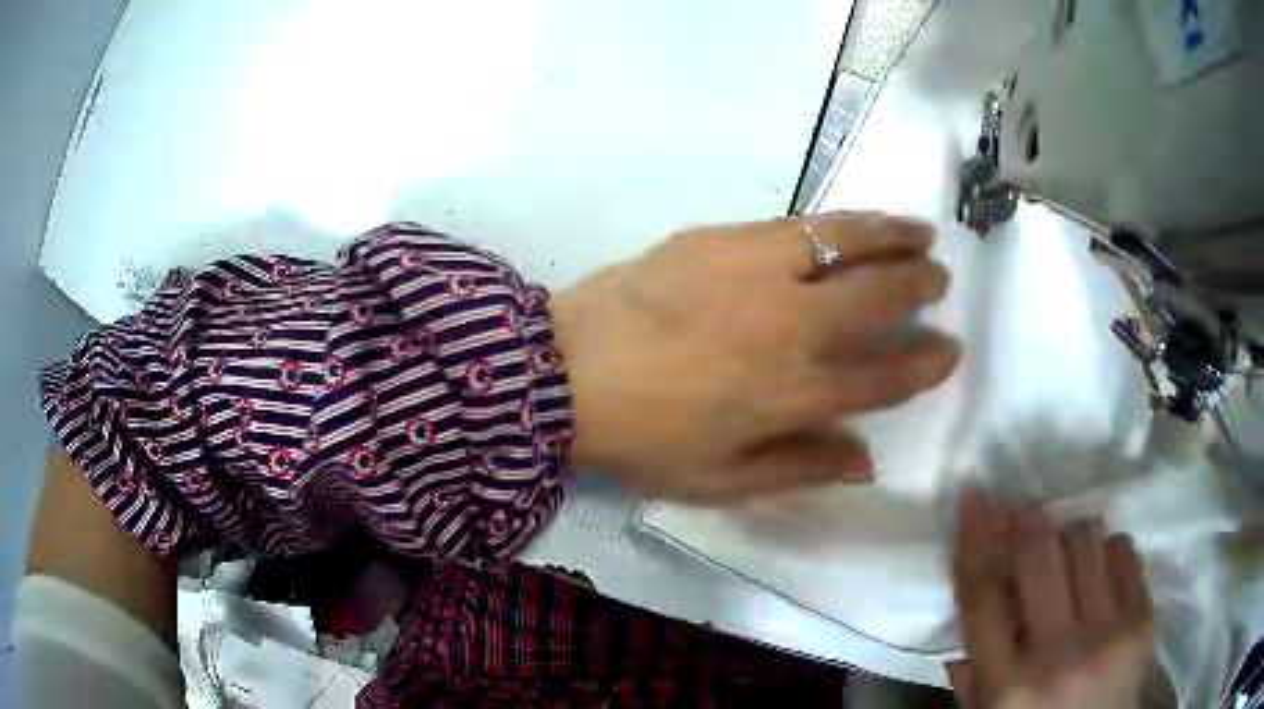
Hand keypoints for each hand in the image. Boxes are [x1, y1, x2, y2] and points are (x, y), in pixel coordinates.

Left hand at [550, 212, 960, 501]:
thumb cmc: (642, 439)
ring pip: (846, 242)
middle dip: (920, 286)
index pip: (883, 378)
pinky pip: (796, 224)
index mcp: (793, 394)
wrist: (562, 373)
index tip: (949, 351)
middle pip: (878, 297)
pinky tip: (853, 223)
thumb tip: (865, 461)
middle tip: (940, 279)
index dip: (924, 365)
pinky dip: (838, 223)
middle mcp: (791, 325)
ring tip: (922, 232)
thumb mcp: (720, 481)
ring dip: (893, 235)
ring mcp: (757, 271)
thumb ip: (799, 468)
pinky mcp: (721, 238)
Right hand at [949, 490, 1156, 708]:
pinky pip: (1124, 551)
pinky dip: (1106, 549)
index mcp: (1008, 686)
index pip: (984, 597)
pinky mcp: (1144, 620)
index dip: (975, 539)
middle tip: (1025, 518)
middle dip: (1029, 524)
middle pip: (1041, 554)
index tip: (975, 498)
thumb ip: (972, 670)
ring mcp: (1109, 635)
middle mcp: (1059, 656)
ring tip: (1065, 551)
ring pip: (1088, 541)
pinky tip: (1098, 567)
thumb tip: (972, 599)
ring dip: (1069, 535)